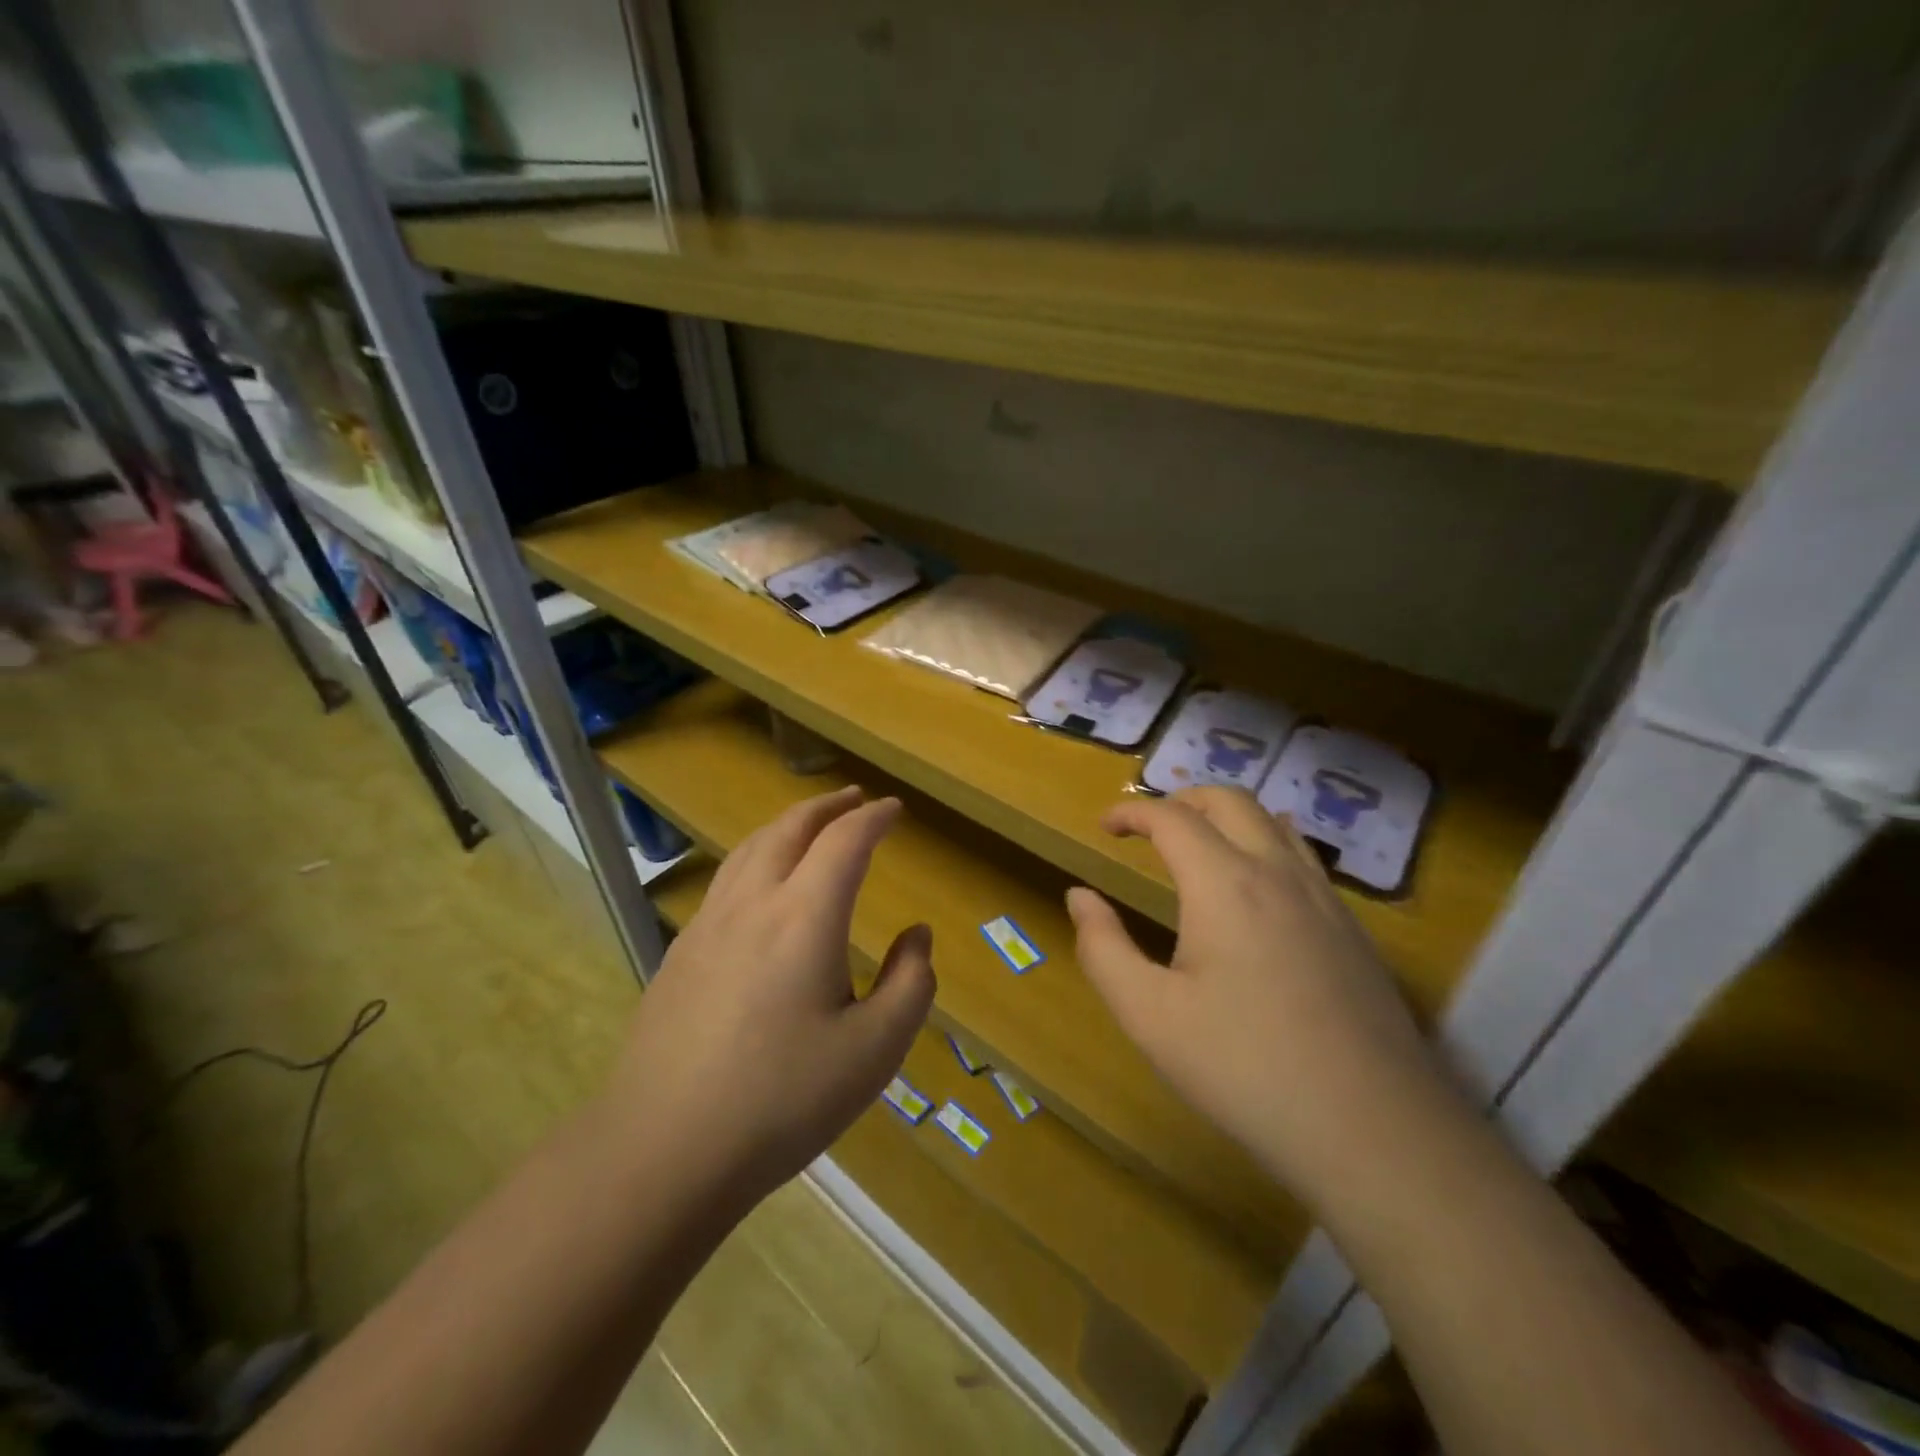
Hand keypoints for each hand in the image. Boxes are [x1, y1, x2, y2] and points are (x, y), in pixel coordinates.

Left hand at [609, 787, 935, 1210]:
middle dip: (827, 806)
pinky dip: (756, 856)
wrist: (663, 1149)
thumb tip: (917, 936)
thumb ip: (910, 984)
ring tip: (809, 827)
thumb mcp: (874, 1051)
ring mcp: (708, 925)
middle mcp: (753, 903)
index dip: (874, 818)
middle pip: (790, 829)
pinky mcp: (681, 953)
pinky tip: (760, 886)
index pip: (845, 842)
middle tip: (854, 798)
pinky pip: (726, 879)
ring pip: (750, 848)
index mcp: (804, 917)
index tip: (895, 809)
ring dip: (787, 825)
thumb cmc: (782, 1099)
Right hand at [1067, 786, 1446, 1198]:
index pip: (1172, 818)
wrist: (1373, 1130)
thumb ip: (1104, 948)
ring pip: (1274, 822)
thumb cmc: (1244, 1068)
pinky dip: (1267, 843)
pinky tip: (1259, 886)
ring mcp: (1325, 899)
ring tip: (1200, 844)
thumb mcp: (1149, 1015)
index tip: (1105, 827)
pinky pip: (1304, 858)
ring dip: (1227, 817)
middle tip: (1149, 827)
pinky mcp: (1353, 930)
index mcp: (1224, 884)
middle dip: (1182, 799)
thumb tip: (1080, 896)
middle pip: (1229, 801)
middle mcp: (1278, 873)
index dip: (1132, 813)